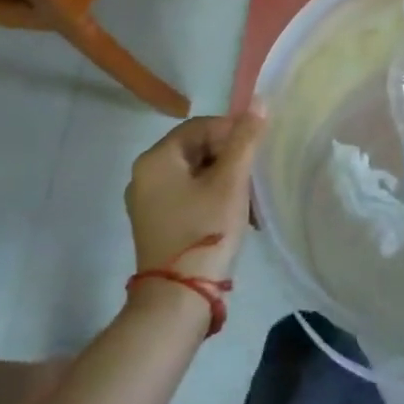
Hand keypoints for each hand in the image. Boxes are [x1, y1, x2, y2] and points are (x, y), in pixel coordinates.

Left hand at [125, 111, 265, 288]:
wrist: (178, 302)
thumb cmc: (205, 231)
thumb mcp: (231, 182)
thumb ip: (245, 140)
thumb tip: (259, 102)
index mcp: (156, 159)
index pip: (201, 127)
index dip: (233, 133)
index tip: (257, 151)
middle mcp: (145, 176)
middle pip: (198, 149)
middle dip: (231, 160)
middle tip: (255, 177)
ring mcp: (148, 203)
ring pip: (196, 174)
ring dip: (226, 181)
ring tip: (251, 200)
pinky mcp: (157, 224)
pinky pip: (189, 196)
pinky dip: (213, 198)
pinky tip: (236, 215)